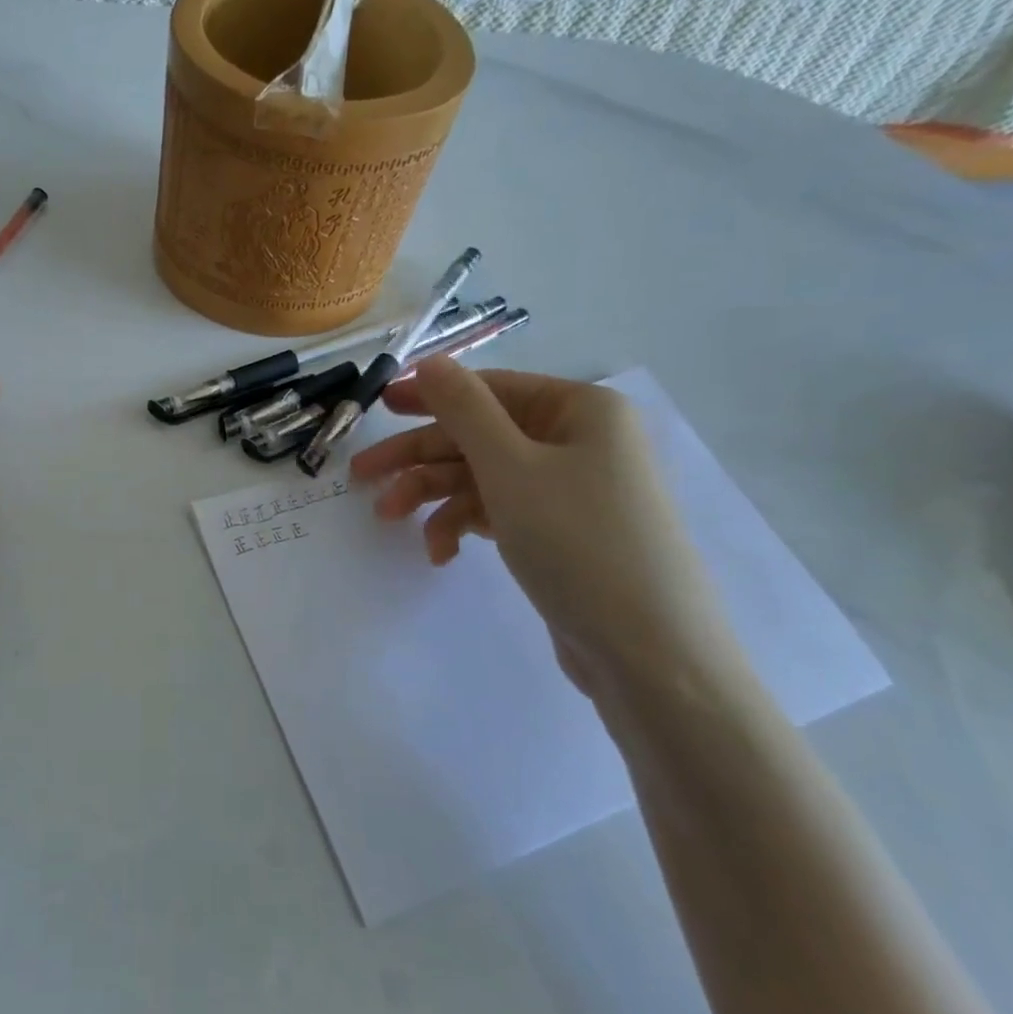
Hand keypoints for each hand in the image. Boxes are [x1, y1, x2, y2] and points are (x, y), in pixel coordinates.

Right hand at [349, 361, 745, 696]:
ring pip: (484, 477)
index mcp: (579, 410)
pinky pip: (501, 512)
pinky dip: (466, 526)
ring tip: (389, 521)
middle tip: (362, 475)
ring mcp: (570, 490)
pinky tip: (442, 553)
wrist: (650, 653)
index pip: (490, 388)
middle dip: (420, 458)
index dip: (431, 395)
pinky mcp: (560, 533)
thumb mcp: (510, 467)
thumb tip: (430, 360)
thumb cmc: (578, 541)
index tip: (378, 407)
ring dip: (434, 497)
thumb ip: (463, 409)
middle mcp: (578, 442)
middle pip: (480, 436)